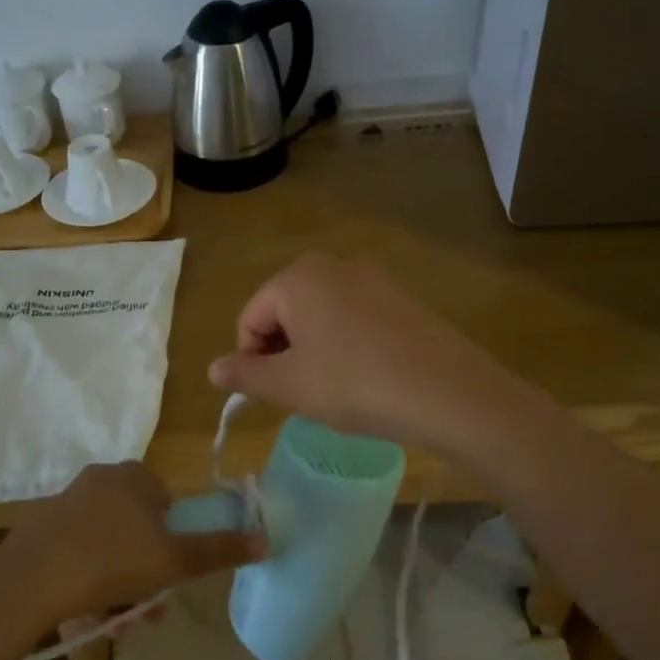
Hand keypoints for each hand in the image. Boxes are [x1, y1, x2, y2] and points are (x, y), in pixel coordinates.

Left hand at [0, 462, 264, 625]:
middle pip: (138, 528)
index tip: (172, 573)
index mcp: (134, 476)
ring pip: (109, 547)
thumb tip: (265, 539)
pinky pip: (78, 555)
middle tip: (148, 610)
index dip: (174, 538)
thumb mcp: (174, 560)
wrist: (29, 580)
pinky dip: (89, 582)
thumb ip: (219, 550)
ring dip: (120, 585)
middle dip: (147, 572)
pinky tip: (86, 615)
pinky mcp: (41, 530)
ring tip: (118, 624)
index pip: (168, 500)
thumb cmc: (112, 560)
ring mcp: (67, 504)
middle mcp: (101, 479)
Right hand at [206, 253, 522, 454]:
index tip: (271, 394)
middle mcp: (331, 265)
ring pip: (320, 314)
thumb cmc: (354, 384)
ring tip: (333, 388)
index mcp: (296, 278)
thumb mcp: (290, 386)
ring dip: (313, 349)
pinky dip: (345, 343)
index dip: (251, 359)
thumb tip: (212, 369)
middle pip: (284, 310)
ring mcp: (371, 277)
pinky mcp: (400, 296)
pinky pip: (353, 316)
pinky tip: (364, 376)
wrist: (447, 392)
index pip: (250, 318)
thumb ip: (245, 374)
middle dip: (282, 351)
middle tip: (301, 392)